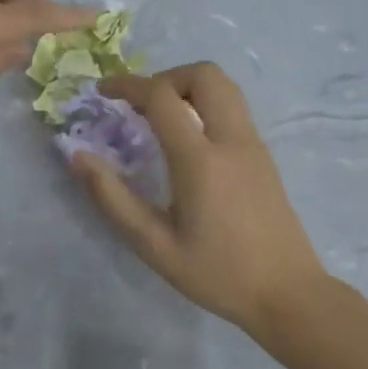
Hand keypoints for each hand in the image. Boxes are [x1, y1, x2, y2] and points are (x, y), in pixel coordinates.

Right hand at [71, 62, 328, 332]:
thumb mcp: (154, 246)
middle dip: (164, 77)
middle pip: (203, 74)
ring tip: (162, 117)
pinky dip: (205, 103)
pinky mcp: (264, 155)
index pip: (162, 97)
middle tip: (140, 105)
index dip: (127, 85)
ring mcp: (253, 144)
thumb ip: (113, 198)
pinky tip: (189, 140)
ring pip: (224, 85)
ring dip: (188, 86)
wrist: (288, 294)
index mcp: (201, 160)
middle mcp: (231, 139)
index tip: (103, 92)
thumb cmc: (218, 274)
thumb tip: (79, 157)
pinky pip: (233, 107)